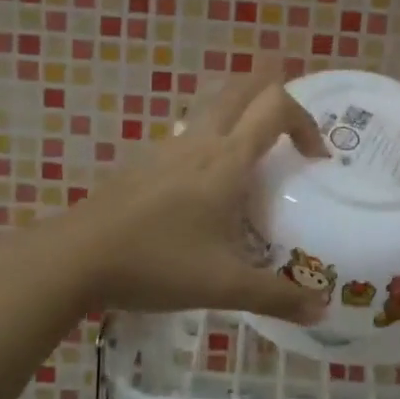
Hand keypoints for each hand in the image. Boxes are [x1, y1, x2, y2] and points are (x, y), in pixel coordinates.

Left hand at [46, 61, 332, 321]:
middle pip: (242, 88)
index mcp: (227, 160)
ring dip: (240, 108)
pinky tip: (206, 179)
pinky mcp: (145, 160)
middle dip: (273, 91)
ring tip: (254, 145)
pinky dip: (211, 133)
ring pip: (211, 104)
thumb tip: (323, 310)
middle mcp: (201, 141)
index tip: (314, 159)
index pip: (276, 107)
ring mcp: (168, 147)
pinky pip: (188, 131)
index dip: (305, 121)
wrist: (77, 257)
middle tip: (290, 124)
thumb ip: (277, 297)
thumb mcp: (224, 286)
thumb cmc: (157, 263)